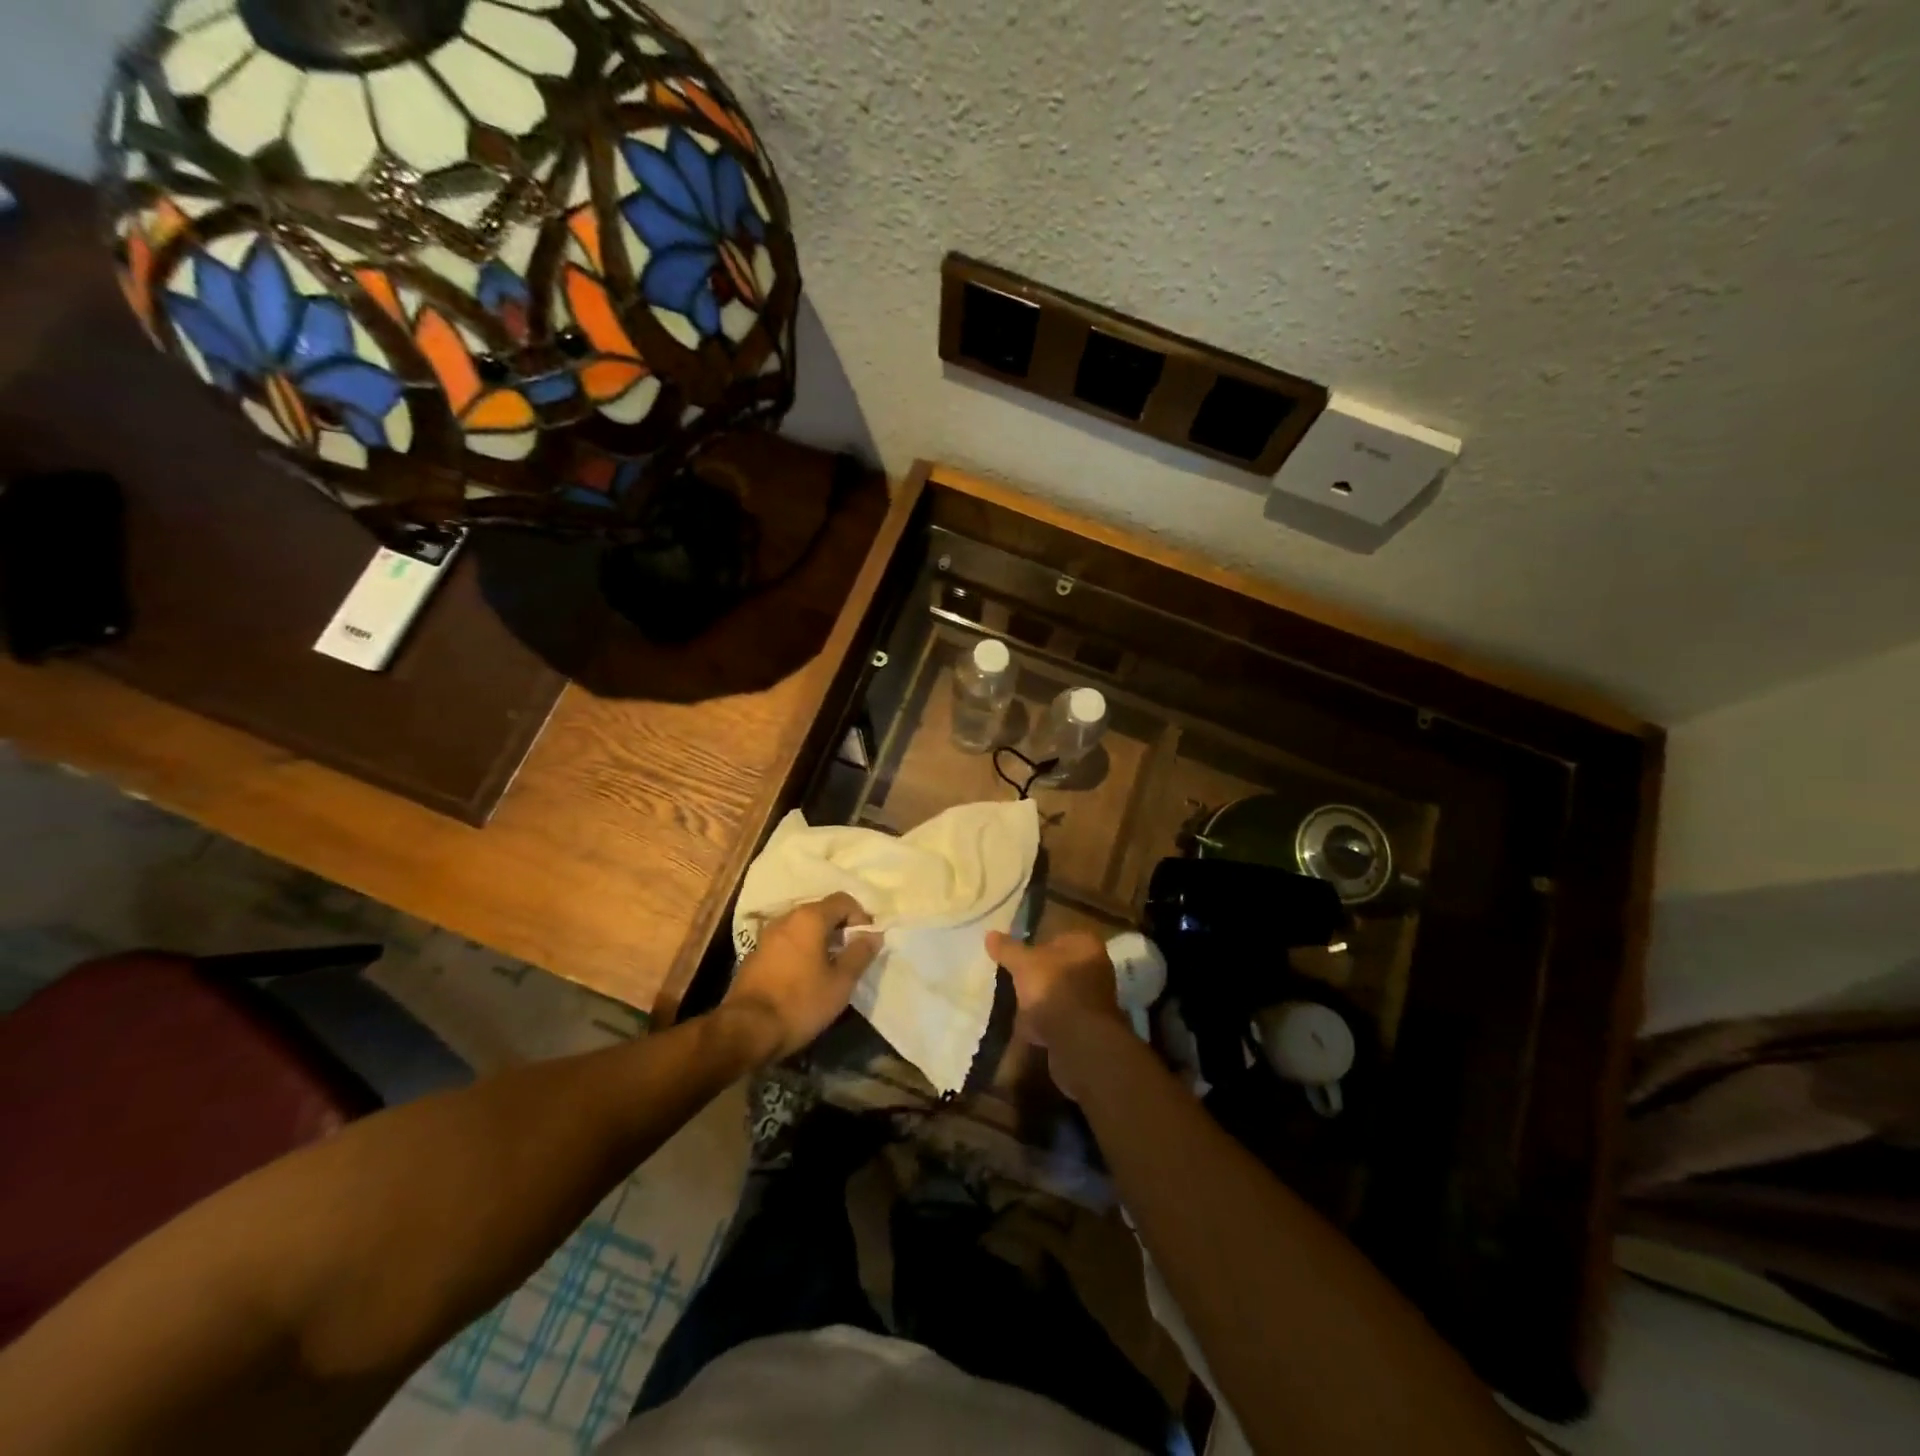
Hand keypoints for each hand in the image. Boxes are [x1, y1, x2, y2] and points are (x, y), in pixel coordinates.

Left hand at [721, 894, 877, 1063]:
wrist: (746, 1030)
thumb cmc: (800, 1002)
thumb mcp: (840, 982)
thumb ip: (860, 954)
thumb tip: (873, 935)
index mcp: (809, 918)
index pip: (844, 900)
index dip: (861, 918)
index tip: (866, 944)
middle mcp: (786, 918)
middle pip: (822, 911)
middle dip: (841, 929)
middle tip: (851, 956)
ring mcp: (767, 935)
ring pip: (803, 927)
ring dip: (820, 941)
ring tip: (830, 968)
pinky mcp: (755, 954)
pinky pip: (787, 942)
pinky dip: (802, 951)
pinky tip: (805, 977)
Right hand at [986, 930, 1127, 1095]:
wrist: (1077, 1040)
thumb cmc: (1053, 988)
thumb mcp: (1023, 963)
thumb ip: (1008, 948)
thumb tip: (990, 934)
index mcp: (1085, 945)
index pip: (1058, 936)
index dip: (1036, 943)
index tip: (1017, 954)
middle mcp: (1097, 968)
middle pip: (1060, 966)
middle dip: (1039, 973)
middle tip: (1014, 978)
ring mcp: (1095, 999)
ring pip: (1060, 993)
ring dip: (1042, 1000)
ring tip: (1016, 1004)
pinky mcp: (1088, 1027)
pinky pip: (1061, 1018)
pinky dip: (1045, 1022)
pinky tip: (1027, 1027)